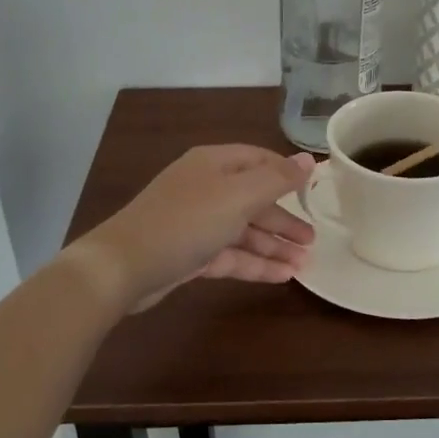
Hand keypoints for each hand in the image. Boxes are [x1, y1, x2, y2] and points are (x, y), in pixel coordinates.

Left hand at [69, 145, 316, 312]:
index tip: (314, 192)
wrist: (124, 266)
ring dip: (274, 246)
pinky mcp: (190, 254)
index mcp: (215, 164)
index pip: (259, 160)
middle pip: (253, 199)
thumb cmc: (186, 221)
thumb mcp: (238, 196)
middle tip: (314, 240)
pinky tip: (281, 277)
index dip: (287, 174)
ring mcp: (196, 222)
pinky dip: (255, 263)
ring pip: (243, 231)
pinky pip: (230, 255)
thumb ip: (277, 179)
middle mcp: (206, 188)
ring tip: (304, 265)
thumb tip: (308, 160)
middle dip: (284, 219)